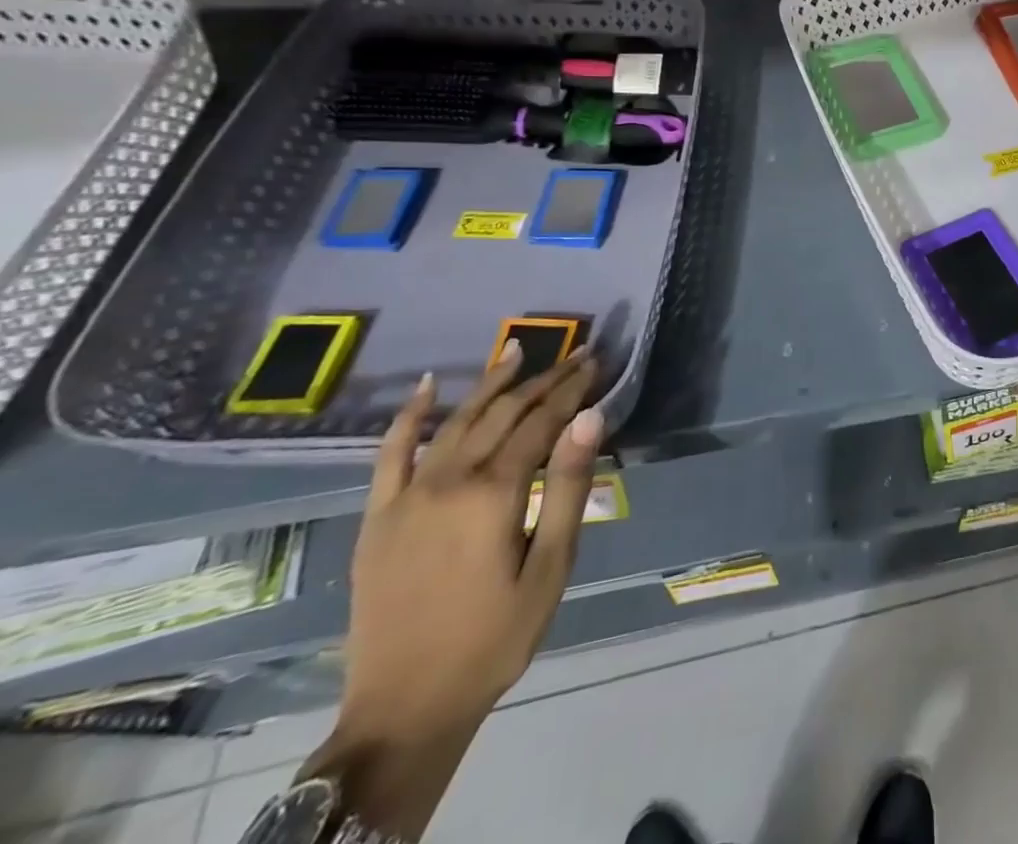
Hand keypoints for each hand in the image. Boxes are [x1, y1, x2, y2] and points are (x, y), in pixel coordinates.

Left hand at [304, 345, 602, 837]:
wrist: (404, 708)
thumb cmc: (496, 638)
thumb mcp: (552, 567)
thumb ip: (571, 487)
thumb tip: (590, 417)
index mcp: (493, 493)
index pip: (541, 423)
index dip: (572, 390)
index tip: (596, 362)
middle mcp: (447, 481)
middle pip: (502, 414)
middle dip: (543, 380)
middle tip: (575, 356)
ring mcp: (406, 496)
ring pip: (456, 421)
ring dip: (490, 384)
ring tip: (518, 351)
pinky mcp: (378, 516)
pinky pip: (389, 453)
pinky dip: (409, 416)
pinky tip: (428, 387)